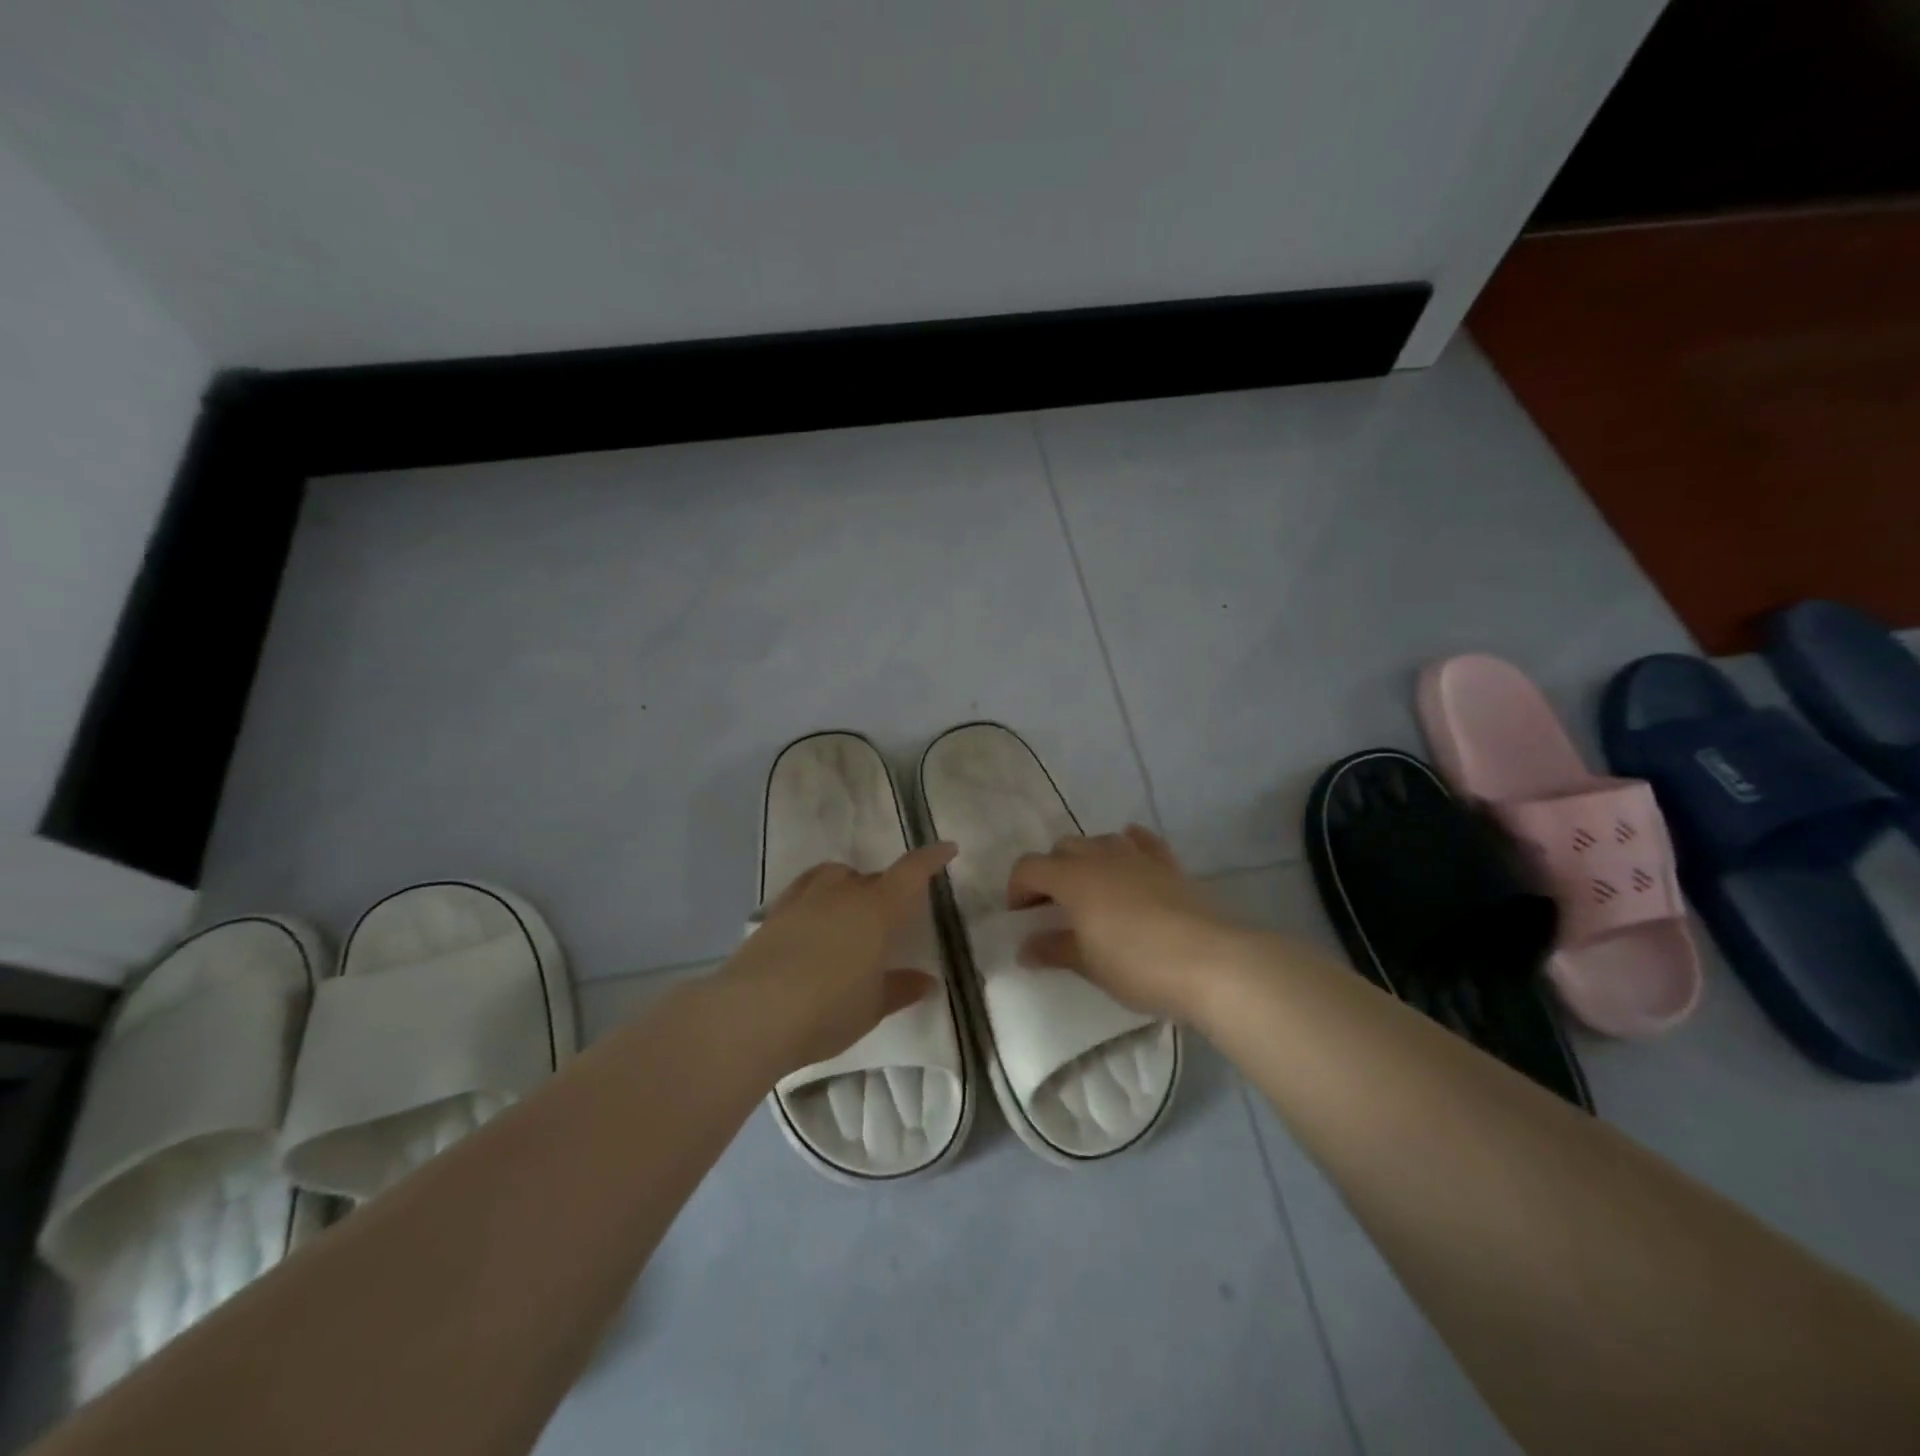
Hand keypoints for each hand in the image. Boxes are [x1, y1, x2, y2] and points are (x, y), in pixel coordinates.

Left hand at [722, 842, 956, 1071]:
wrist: (753, 1014)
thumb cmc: (827, 1009)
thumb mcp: (872, 1006)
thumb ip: (900, 988)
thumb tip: (927, 981)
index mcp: (877, 909)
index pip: (911, 872)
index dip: (931, 859)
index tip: (947, 850)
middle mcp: (842, 893)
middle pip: (872, 877)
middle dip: (887, 888)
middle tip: (893, 915)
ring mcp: (804, 899)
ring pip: (833, 875)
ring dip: (848, 885)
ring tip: (850, 911)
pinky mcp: (774, 913)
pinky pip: (803, 890)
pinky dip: (816, 897)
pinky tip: (813, 923)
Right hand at [1008, 825, 1248, 1021]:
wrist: (1210, 962)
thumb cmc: (1138, 965)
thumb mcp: (1089, 964)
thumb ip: (1054, 950)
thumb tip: (1025, 948)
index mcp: (1073, 878)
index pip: (1029, 867)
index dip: (1017, 888)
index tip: (1019, 916)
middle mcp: (1101, 857)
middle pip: (1062, 848)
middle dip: (1049, 871)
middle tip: (1051, 906)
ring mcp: (1138, 857)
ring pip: (1099, 840)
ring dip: (1085, 858)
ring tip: (1089, 889)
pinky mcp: (1169, 865)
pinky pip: (1142, 843)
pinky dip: (1128, 846)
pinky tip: (1128, 858)